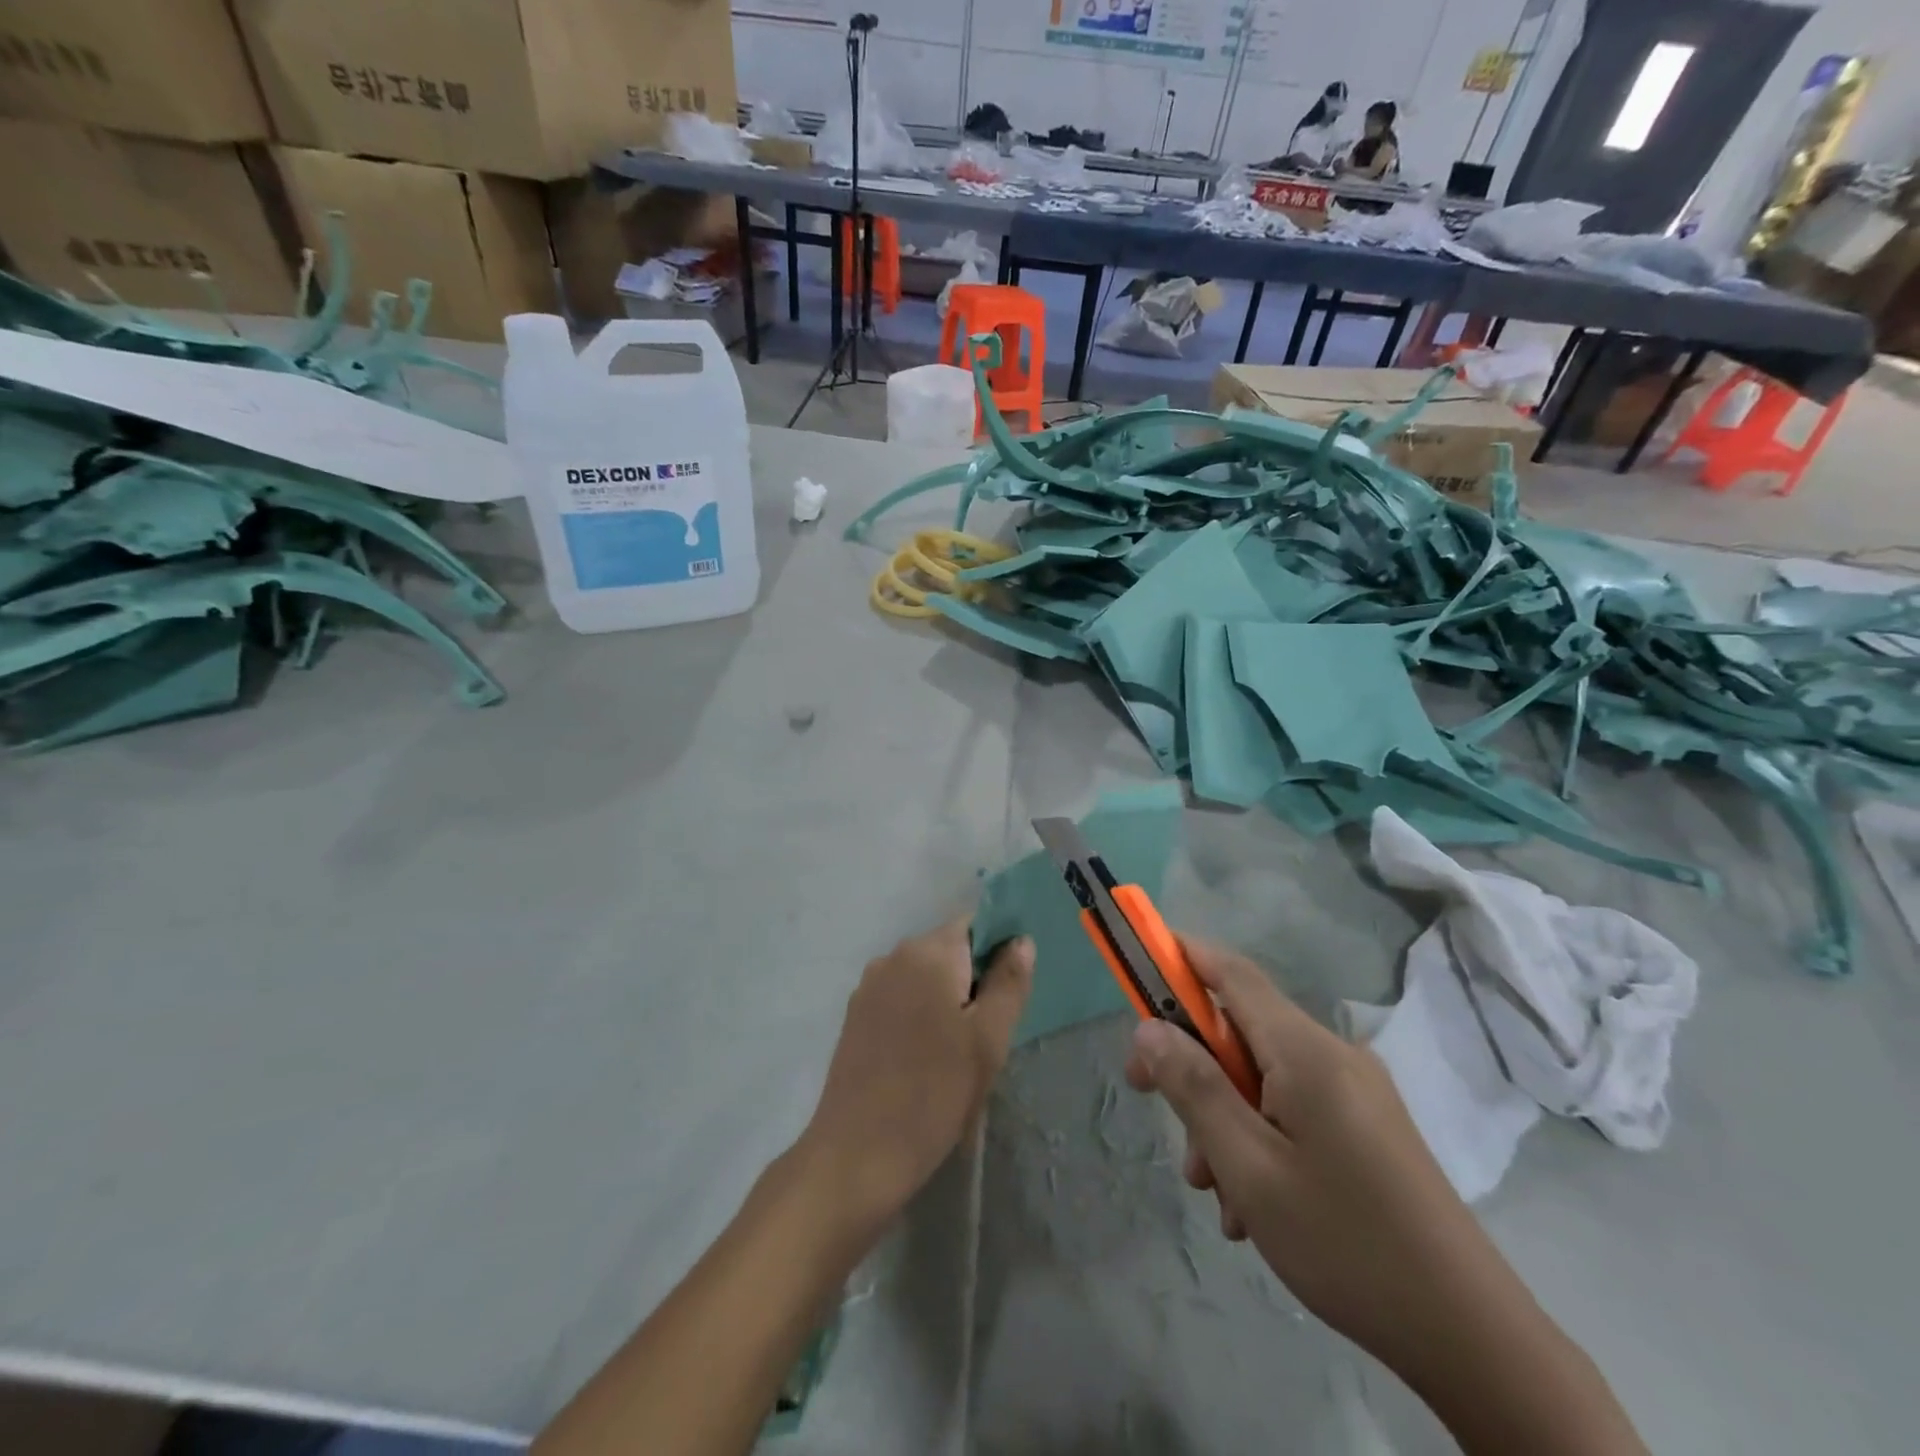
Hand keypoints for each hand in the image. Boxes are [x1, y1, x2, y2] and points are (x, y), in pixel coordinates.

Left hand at [800, 920, 1033, 1234]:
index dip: (998, 951)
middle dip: (973, 980)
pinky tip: (925, 1058)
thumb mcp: (988, 1041)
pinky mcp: (855, 1014)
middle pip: (948, 949)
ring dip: (947, 999)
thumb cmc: (934, 1094)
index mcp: (929, 953)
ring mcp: (869, 985)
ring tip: (956, 1052)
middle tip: (987, 1034)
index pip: (974, 924)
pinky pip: (901, 996)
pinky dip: (920, 1013)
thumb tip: (1020, 940)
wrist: (856, 1155)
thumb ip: (1009, 983)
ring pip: (924, 975)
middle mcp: (894, 956)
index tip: (1008, 993)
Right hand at [1125, 936, 1518, 1373]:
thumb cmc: (1347, 1243)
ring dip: (1224, 1117)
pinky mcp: (1368, 1126)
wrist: (1472, 1337)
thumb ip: (1194, 1088)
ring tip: (1217, 1193)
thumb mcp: (1250, 1167)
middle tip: (1150, 1102)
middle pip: (1240, 1031)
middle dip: (1192, 1065)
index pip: (1231, 973)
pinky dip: (1260, 1138)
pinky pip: (1293, 1107)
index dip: (1181, 954)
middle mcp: (1333, 1055)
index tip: (1136, 965)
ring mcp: (1356, 1091)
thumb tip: (1149, 1028)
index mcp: (1306, 1051)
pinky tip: (1254, 1206)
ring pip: (1262, 1077)